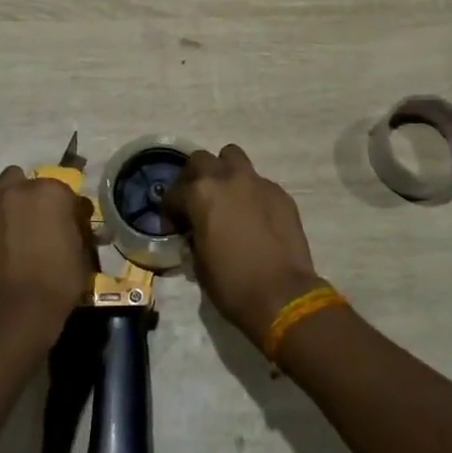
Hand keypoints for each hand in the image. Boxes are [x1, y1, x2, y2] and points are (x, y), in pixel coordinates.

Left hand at [0, 166, 94, 345]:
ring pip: (8, 179)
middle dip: (40, 199)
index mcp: (55, 192)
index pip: (67, 192)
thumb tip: (77, 221)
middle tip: (42, 224)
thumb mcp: (82, 251)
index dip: (69, 211)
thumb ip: (77, 227)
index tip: (69, 228)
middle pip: (35, 183)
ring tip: (16, 217)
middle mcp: (25, 187)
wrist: (19, 308)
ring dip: (14, 193)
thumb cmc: (59, 281)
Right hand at [165, 144, 324, 346]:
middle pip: (201, 160)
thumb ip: (193, 236)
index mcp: (200, 194)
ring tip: (225, 195)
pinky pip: (258, 182)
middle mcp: (227, 179)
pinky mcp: (280, 193)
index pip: (174, 193)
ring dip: (224, 171)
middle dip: (193, 177)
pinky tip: (253, 214)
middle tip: (195, 201)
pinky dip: (250, 192)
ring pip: (233, 157)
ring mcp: (257, 182)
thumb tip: (194, 232)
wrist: (282, 295)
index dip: (169, 211)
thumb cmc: (232, 284)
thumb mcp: (198, 263)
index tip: (172, 226)